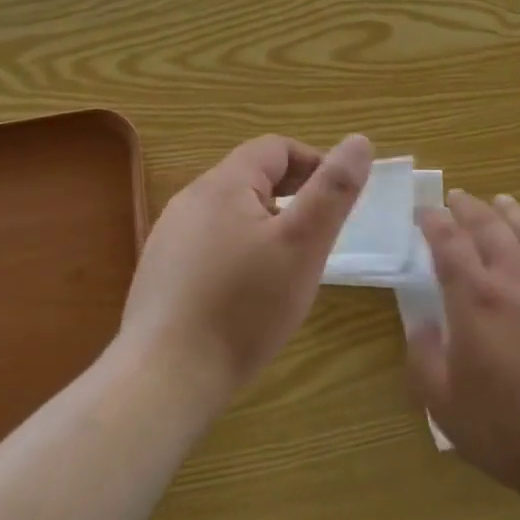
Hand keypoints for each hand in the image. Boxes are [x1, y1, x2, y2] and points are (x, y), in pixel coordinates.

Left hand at [119, 133, 372, 403]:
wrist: (166, 378)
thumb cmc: (244, 306)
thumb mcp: (303, 244)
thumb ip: (333, 190)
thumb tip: (359, 141)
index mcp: (223, 184)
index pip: (275, 148)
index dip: (314, 163)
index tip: (337, 201)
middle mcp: (189, 200)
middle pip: (251, 177)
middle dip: (291, 196)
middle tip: (317, 238)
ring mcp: (169, 237)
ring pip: (230, 213)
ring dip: (265, 225)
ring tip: (287, 267)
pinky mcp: (161, 272)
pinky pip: (210, 244)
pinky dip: (239, 251)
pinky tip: (246, 293)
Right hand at [409, 192, 519, 510]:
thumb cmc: (513, 433)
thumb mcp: (445, 407)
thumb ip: (424, 359)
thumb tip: (423, 324)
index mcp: (476, 300)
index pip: (449, 243)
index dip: (434, 223)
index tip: (424, 212)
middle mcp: (515, 278)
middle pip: (488, 226)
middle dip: (467, 208)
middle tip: (455, 198)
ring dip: (507, 211)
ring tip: (497, 201)